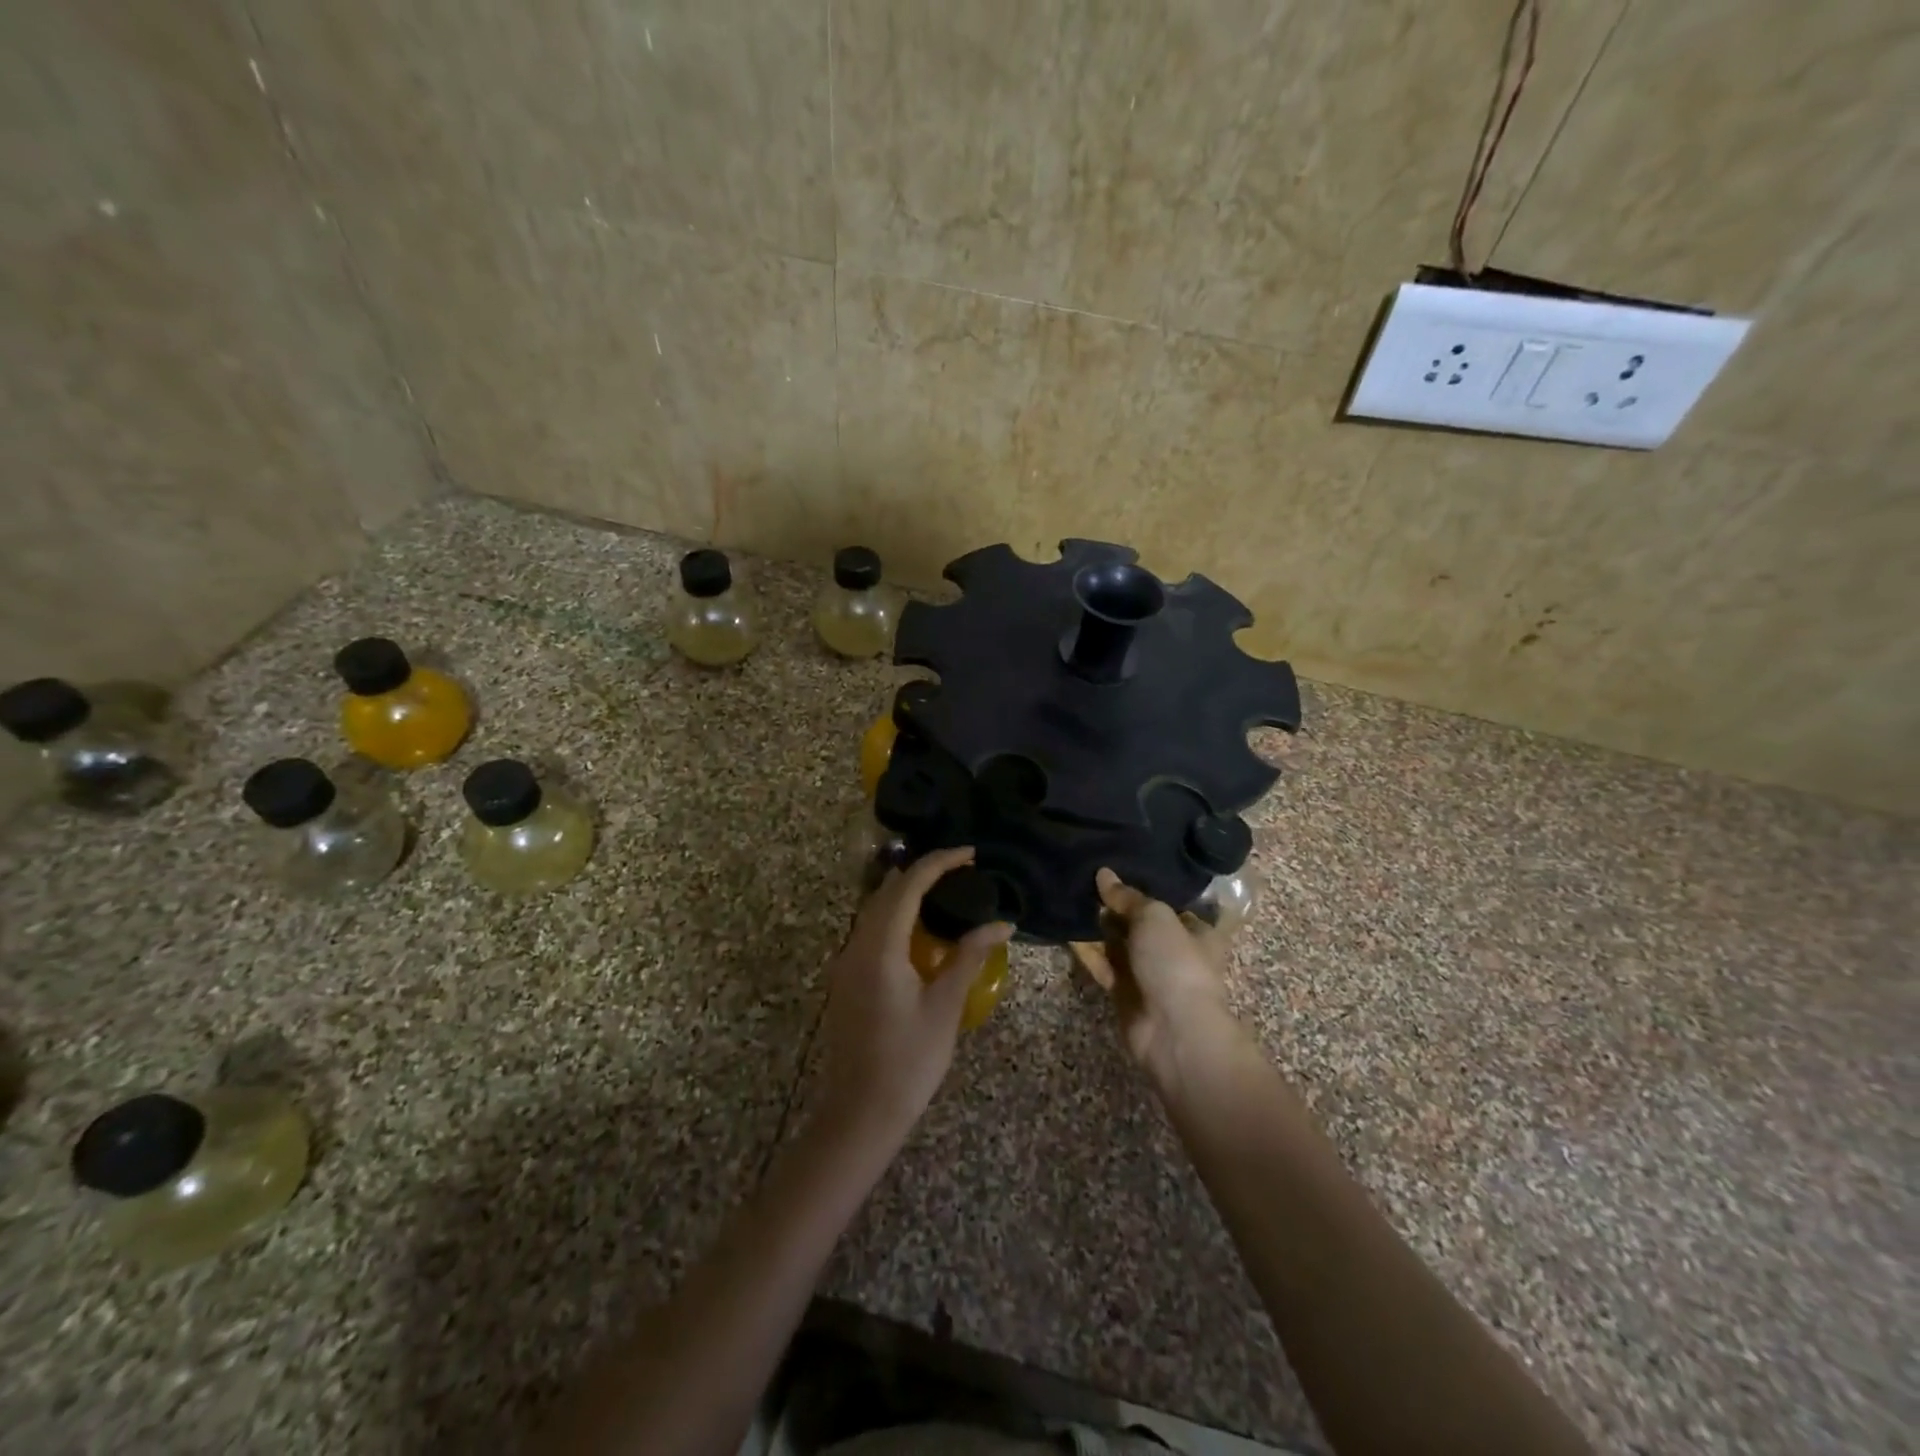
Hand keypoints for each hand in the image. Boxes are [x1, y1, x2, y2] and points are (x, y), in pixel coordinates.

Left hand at [815, 846, 1013, 1147]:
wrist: (860, 1114)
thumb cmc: (908, 1061)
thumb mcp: (945, 1006)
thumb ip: (970, 956)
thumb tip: (1002, 923)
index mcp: (880, 947)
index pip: (909, 886)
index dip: (940, 862)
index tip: (971, 854)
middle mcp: (856, 945)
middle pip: (887, 891)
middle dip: (923, 872)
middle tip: (962, 869)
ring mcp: (847, 962)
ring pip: (875, 909)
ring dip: (907, 893)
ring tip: (946, 890)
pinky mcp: (847, 979)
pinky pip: (871, 930)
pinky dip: (896, 916)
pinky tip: (920, 929)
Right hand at [1072, 868, 1233, 1082]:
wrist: (1173, 1030)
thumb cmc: (1175, 963)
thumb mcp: (1154, 917)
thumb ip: (1127, 896)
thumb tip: (1103, 873)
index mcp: (1195, 931)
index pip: (1169, 904)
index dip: (1145, 887)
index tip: (1117, 868)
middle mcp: (1173, 951)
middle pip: (1140, 923)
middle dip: (1115, 906)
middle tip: (1085, 879)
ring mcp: (1148, 974)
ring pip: (1119, 944)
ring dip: (1098, 927)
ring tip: (1071, 897)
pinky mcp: (1124, 993)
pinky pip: (1103, 965)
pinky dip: (1087, 950)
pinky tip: (1066, 929)